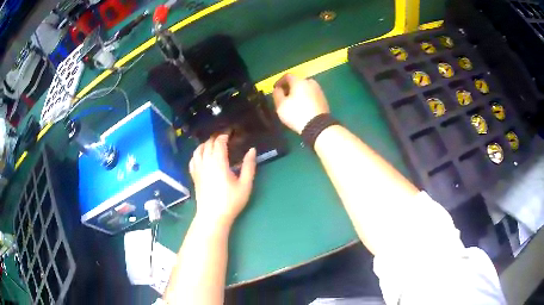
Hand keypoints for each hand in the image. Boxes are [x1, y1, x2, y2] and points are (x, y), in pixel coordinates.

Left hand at [189, 134, 256, 226]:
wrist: (213, 216)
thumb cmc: (231, 201)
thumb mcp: (245, 184)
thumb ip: (249, 166)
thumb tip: (252, 150)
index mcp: (218, 162)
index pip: (219, 143)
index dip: (224, 135)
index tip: (230, 133)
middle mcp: (206, 163)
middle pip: (208, 144)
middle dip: (215, 138)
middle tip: (224, 137)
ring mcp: (198, 169)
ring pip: (198, 150)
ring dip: (205, 144)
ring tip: (212, 144)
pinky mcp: (194, 176)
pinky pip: (192, 160)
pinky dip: (197, 154)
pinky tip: (201, 156)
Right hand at [272, 73, 329, 133]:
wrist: (318, 126)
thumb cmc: (296, 114)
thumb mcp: (281, 105)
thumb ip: (277, 94)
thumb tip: (278, 89)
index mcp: (299, 81)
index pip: (287, 76)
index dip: (279, 82)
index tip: (275, 89)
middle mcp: (310, 82)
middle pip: (297, 82)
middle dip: (290, 87)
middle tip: (284, 96)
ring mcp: (319, 91)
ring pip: (305, 88)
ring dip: (299, 93)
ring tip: (293, 103)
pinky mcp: (324, 99)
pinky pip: (311, 95)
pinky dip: (306, 98)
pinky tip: (303, 107)